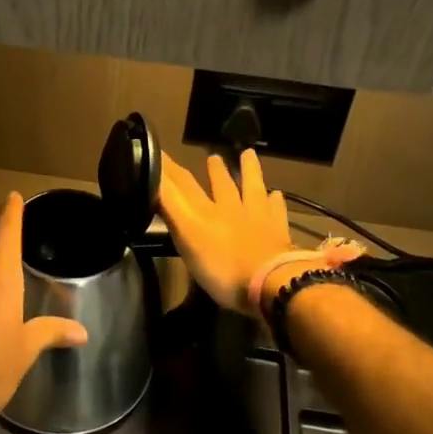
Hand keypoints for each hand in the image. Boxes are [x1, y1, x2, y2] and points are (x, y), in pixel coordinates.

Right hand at [159, 150, 293, 312]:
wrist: (271, 283)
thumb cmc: (221, 267)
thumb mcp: (186, 236)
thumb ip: (170, 206)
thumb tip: (153, 177)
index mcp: (205, 212)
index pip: (183, 184)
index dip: (169, 168)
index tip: (159, 150)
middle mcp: (231, 209)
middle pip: (222, 185)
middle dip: (214, 171)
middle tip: (213, 156)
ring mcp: (258, 220)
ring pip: (252, 189)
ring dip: (249, 172)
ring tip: (248, 154)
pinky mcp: (279, 234)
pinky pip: (277, 212)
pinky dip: (276, 202)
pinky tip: (277, 195)